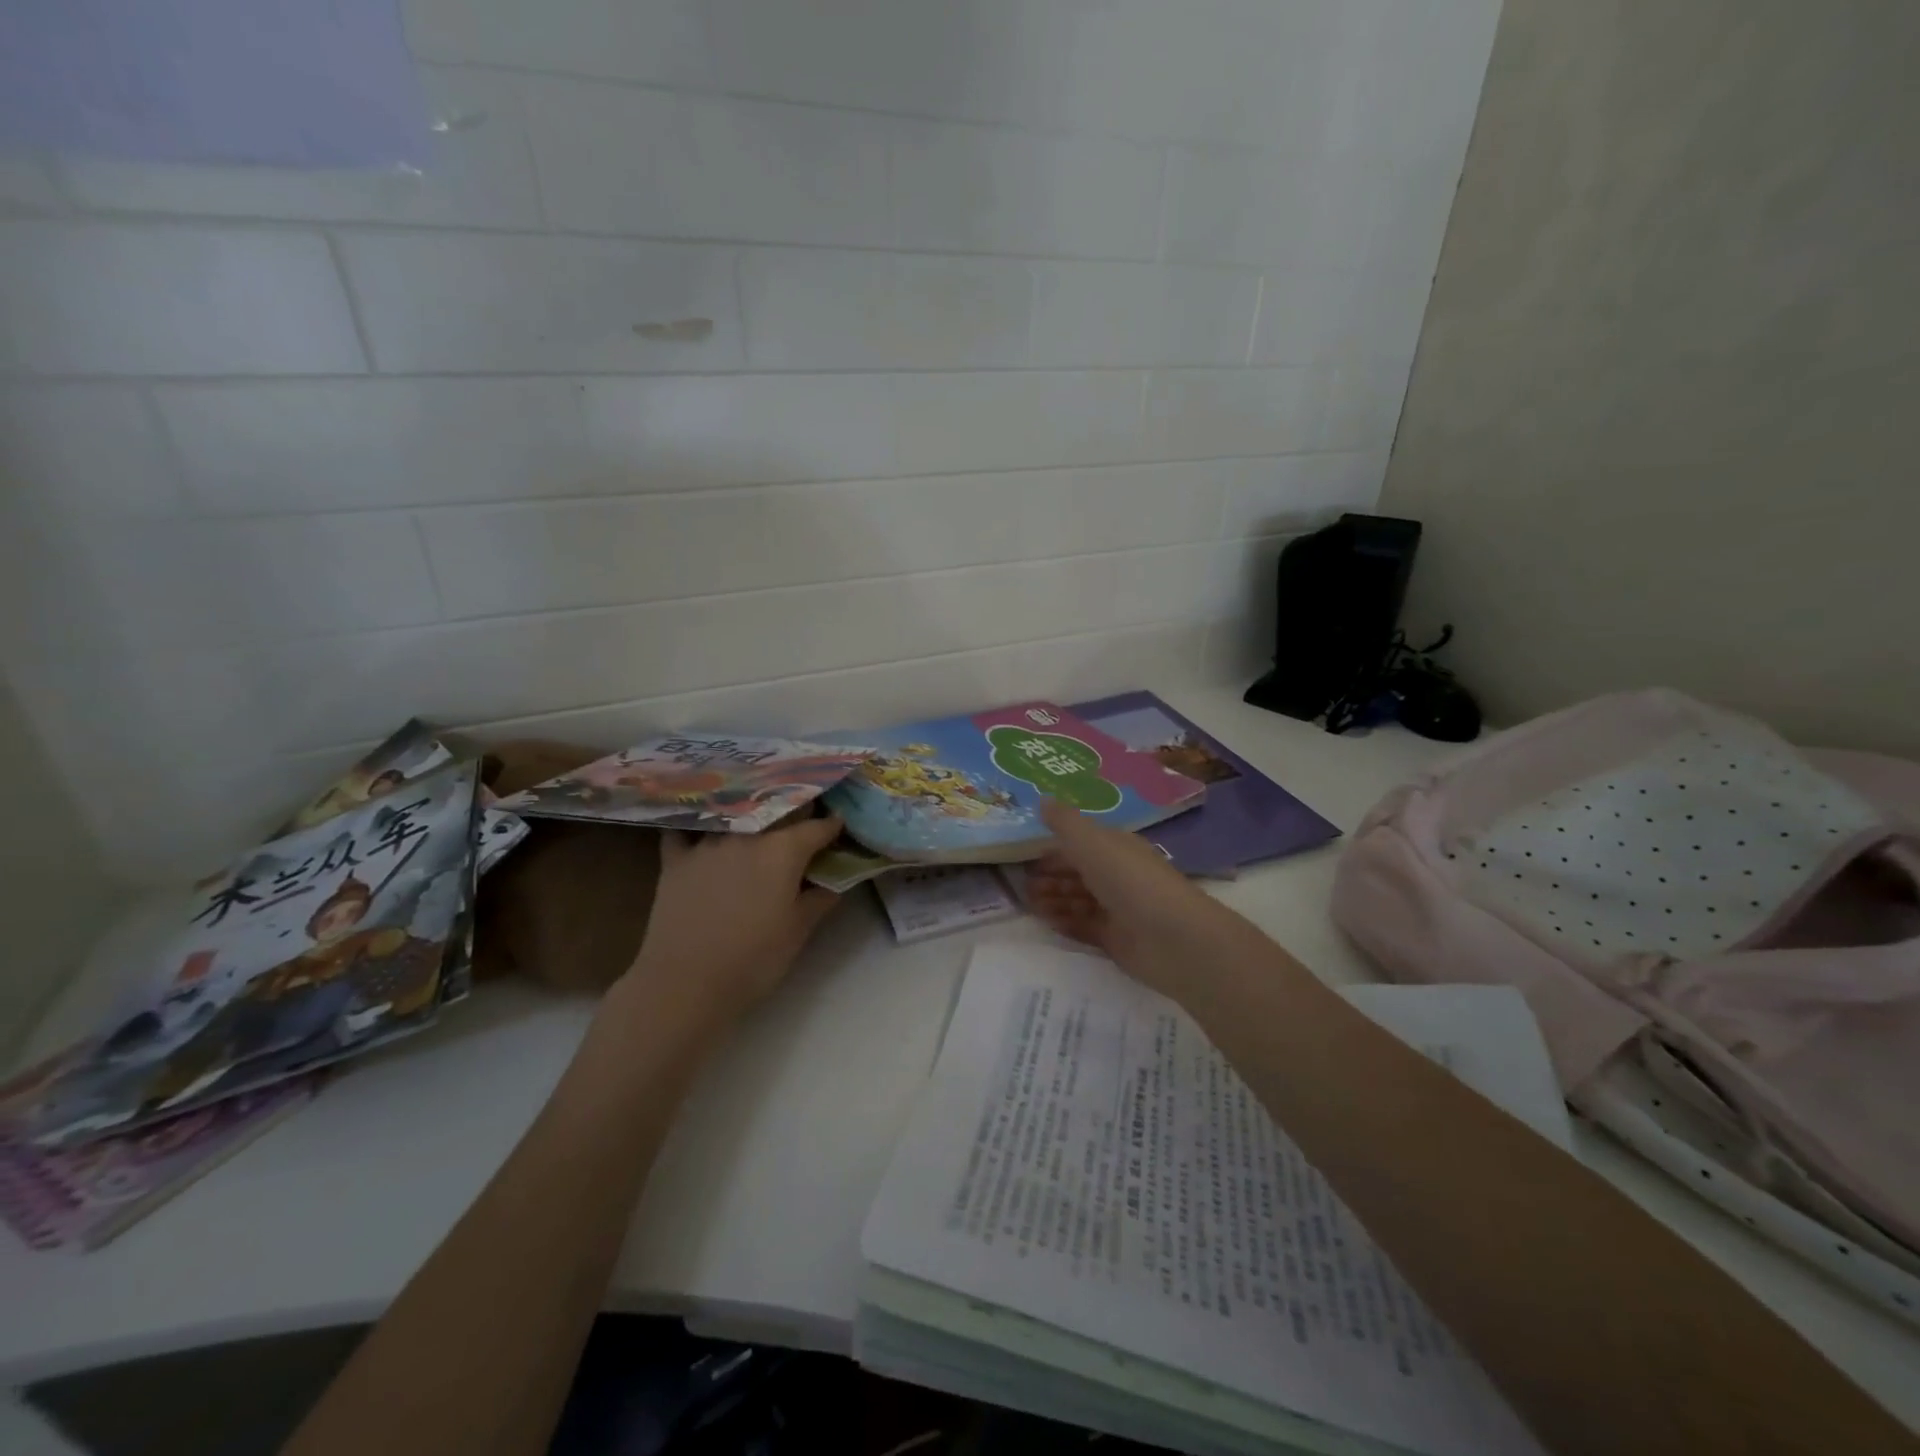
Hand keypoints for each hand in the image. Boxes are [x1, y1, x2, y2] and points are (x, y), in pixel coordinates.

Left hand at [620, 814, 846, 1034]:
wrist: (685, 984)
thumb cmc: (754, 959)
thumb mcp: (800, 930)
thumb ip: (821, 896)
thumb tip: (837, 877)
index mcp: (783, 850)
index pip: (818, 827)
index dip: (833, 827)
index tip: (840, 829)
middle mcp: (747, 834)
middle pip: (777, 812)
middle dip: (794, 814)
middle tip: (802, 827)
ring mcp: (707, 843)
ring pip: (735, 816)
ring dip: (751, 817)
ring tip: (758, 826)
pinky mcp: (675, 859)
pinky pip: (686, 831)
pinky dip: (697, 828)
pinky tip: (702, 832)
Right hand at [1026, 799, 1232, 998]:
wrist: (1172, 938)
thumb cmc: (1130, 880)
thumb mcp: (1092, 842)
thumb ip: (1065, 822)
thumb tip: (1042, 798)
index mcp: (1115, 847)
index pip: (1080, 844)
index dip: (1053, 849)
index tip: (1024, 857)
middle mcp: (1117, 875)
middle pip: (1078, 873)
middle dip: (1050, 877)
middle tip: (1020, 885)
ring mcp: (1118, 909)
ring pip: (1078, 900)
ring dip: (1054, 899)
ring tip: (1028, 904)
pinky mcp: (1116, 939)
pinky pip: (1084, 927)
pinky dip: (1065, 922)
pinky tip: (1046, 922)